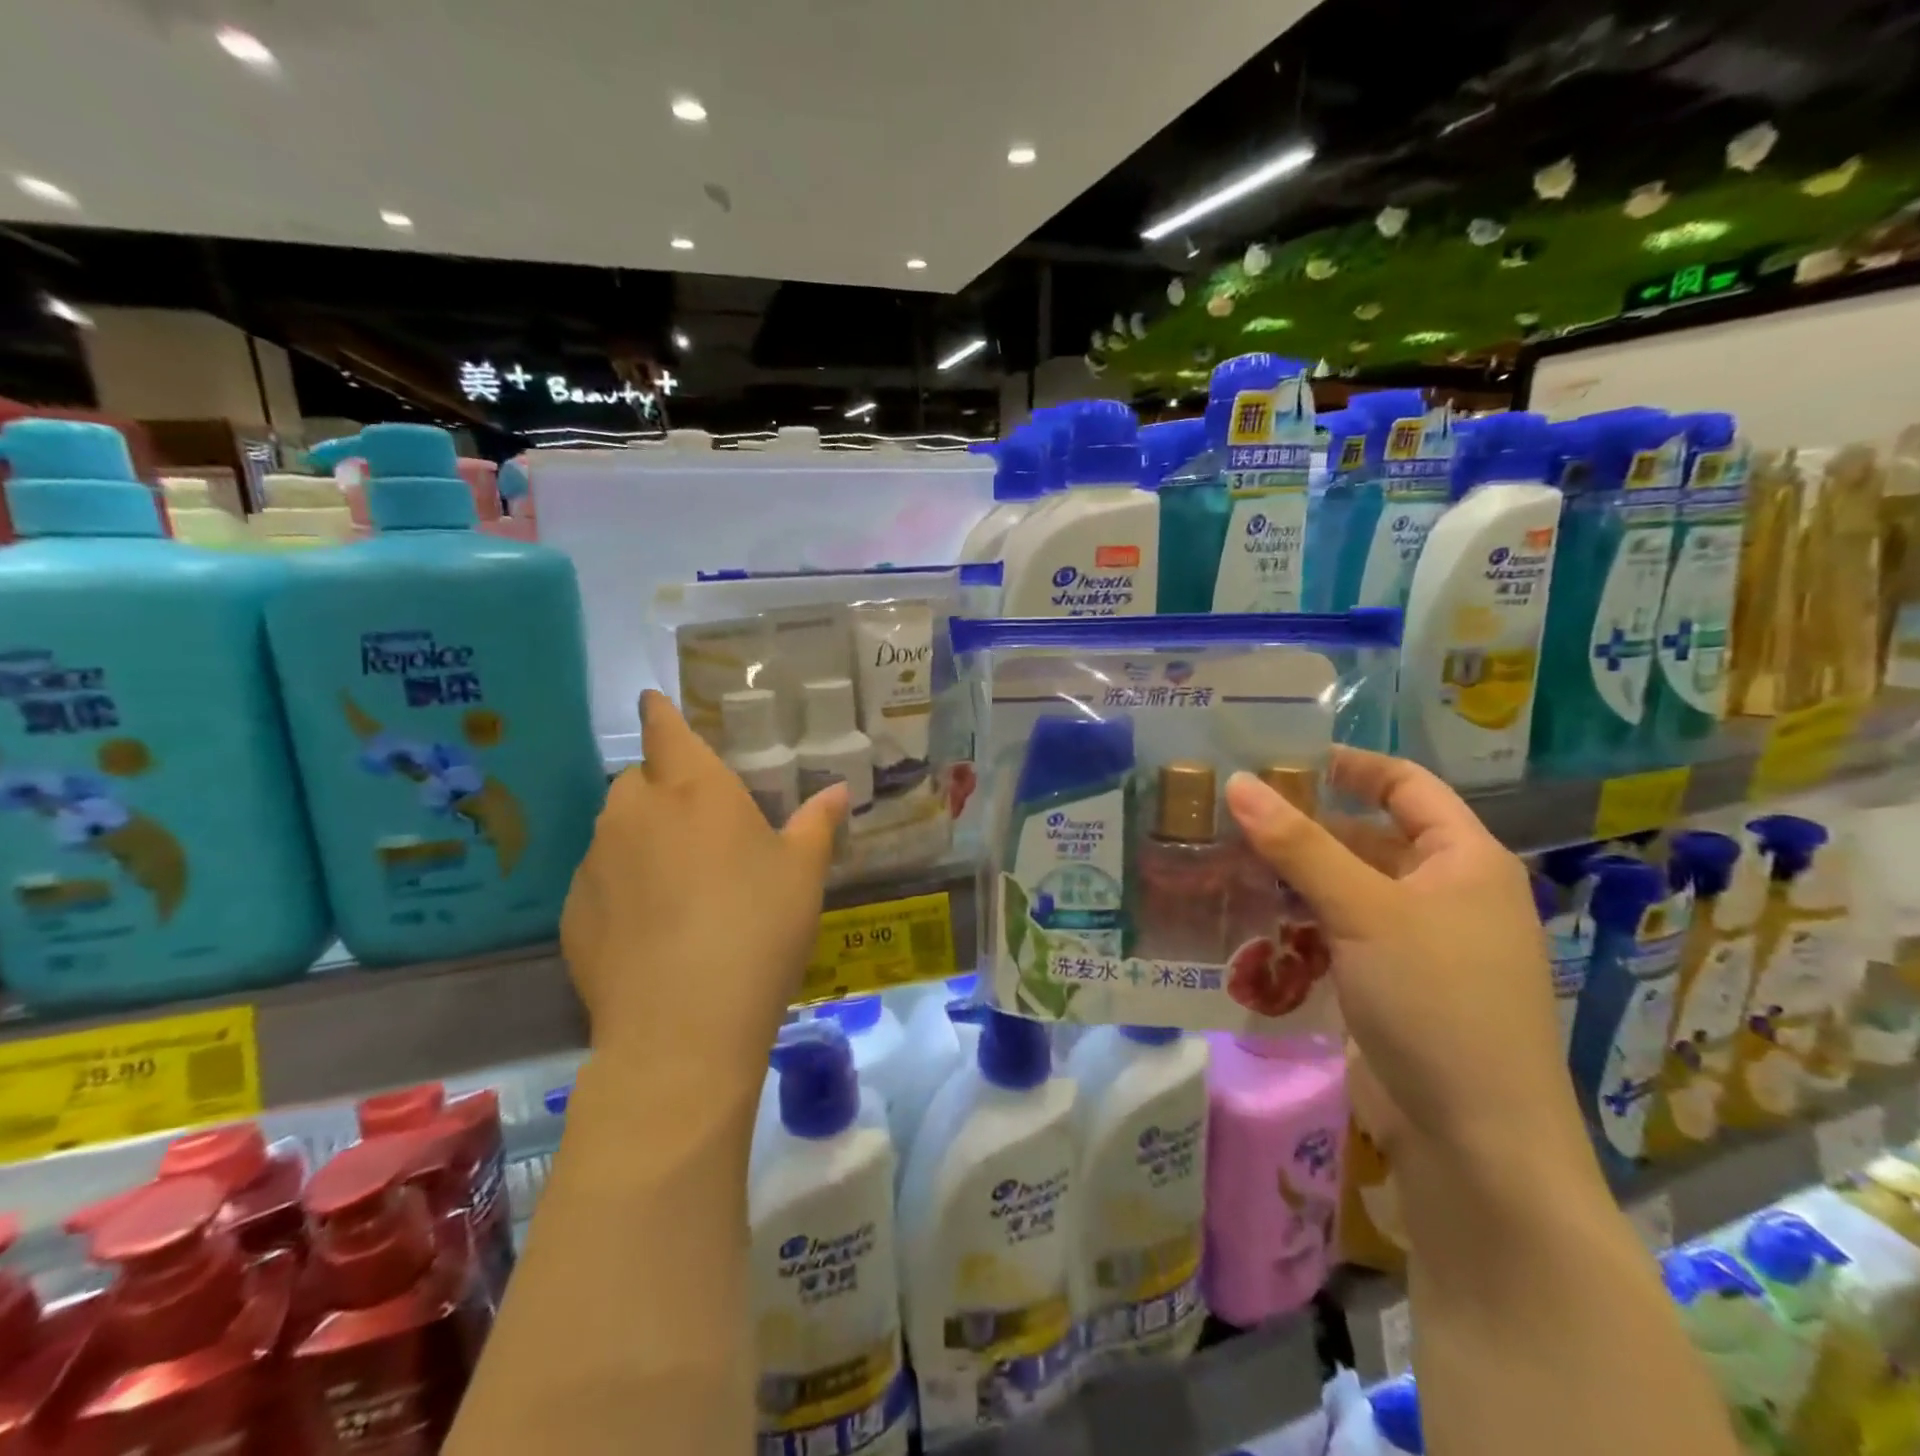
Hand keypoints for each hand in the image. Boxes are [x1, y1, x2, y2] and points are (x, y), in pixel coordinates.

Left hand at [561, 692, 848, 1075]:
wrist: (682, 1026)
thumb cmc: (757, 928)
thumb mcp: (802, 874)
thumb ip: (817, 824)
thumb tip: (838, 790)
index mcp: (693, 788)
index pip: (665, 728)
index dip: (660, 713)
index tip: (655, 704)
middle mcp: (634, 811)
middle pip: (640, 780)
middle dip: (664, 788)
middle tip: (701, 826)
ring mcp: (595, 861)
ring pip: (617, 830)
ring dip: (642, 838)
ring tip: (678, 883)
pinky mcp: (572, 912)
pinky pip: (600, 879)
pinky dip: (621, 886)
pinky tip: (650, 929)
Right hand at [1224, 748, 1587, 1169]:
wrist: (1476, 1144)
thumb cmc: (1436, 1003)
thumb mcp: (1364, 912)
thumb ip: (1299, 844)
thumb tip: (1238, 782)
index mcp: (1464, 861)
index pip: (1405, 785)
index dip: (1349, 765)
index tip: (1281, 759)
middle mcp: (1447, 894)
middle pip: (1368, 838)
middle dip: (1304, 827)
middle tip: (1232, 815)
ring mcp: (1420, 944)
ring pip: (1347, 890)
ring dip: (1294, 879)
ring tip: (1226, 862)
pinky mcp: (1393, 985)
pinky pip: (1339, 934)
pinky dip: (1299, 924)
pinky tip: (1251, 922)